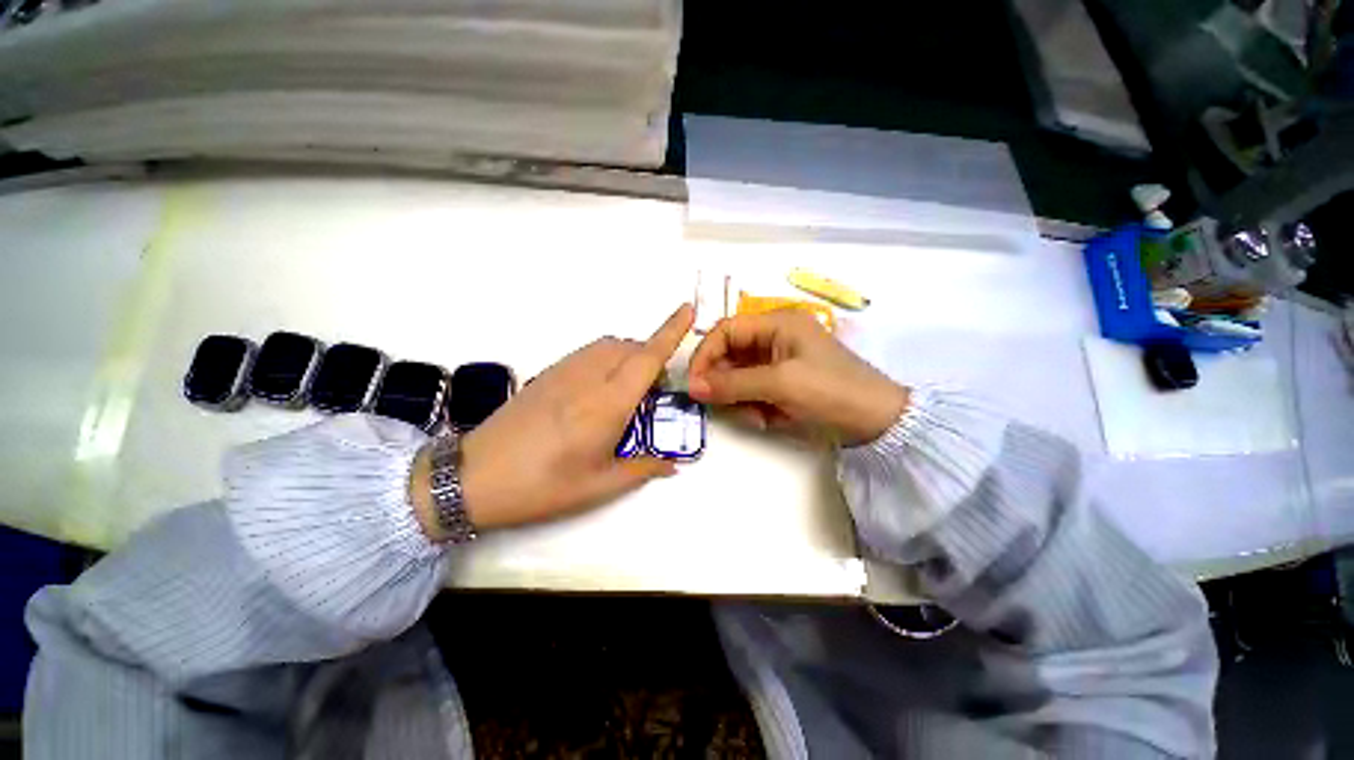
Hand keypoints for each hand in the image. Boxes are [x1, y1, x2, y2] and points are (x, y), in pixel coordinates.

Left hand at [412, 305, 694, 538]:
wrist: (472, 477)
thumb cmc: (542, 486)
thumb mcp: (599, 486)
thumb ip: (642, 469)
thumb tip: (672, 465)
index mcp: (607, 404)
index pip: (647, 358)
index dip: (670, 332)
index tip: (688, 310)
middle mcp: (589, 378)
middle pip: (630, 348)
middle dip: (652, 356)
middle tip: (655, 391)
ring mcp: (564, 371)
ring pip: (608, 346)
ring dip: (629, 355)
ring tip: (629, 389)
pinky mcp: (547, 373)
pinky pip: (589, 353)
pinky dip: (607, 358)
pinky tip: (600, 389)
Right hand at [687, 310, 908, 445]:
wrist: (878, 423)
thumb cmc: (831, 391)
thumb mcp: (780, 384)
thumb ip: (733, 383)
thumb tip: (692, 387)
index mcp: (776, 324)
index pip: (725, 331)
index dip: (705, 355)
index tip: (693, 384)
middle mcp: (774, 338)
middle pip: (730, 355)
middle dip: (724, 383)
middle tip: (724, 406)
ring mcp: (779, 362)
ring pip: (739, 377)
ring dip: (740, 399)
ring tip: (758, 417)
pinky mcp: (783, 383)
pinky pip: (753, 392)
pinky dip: (754, 407)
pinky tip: (769, 419)